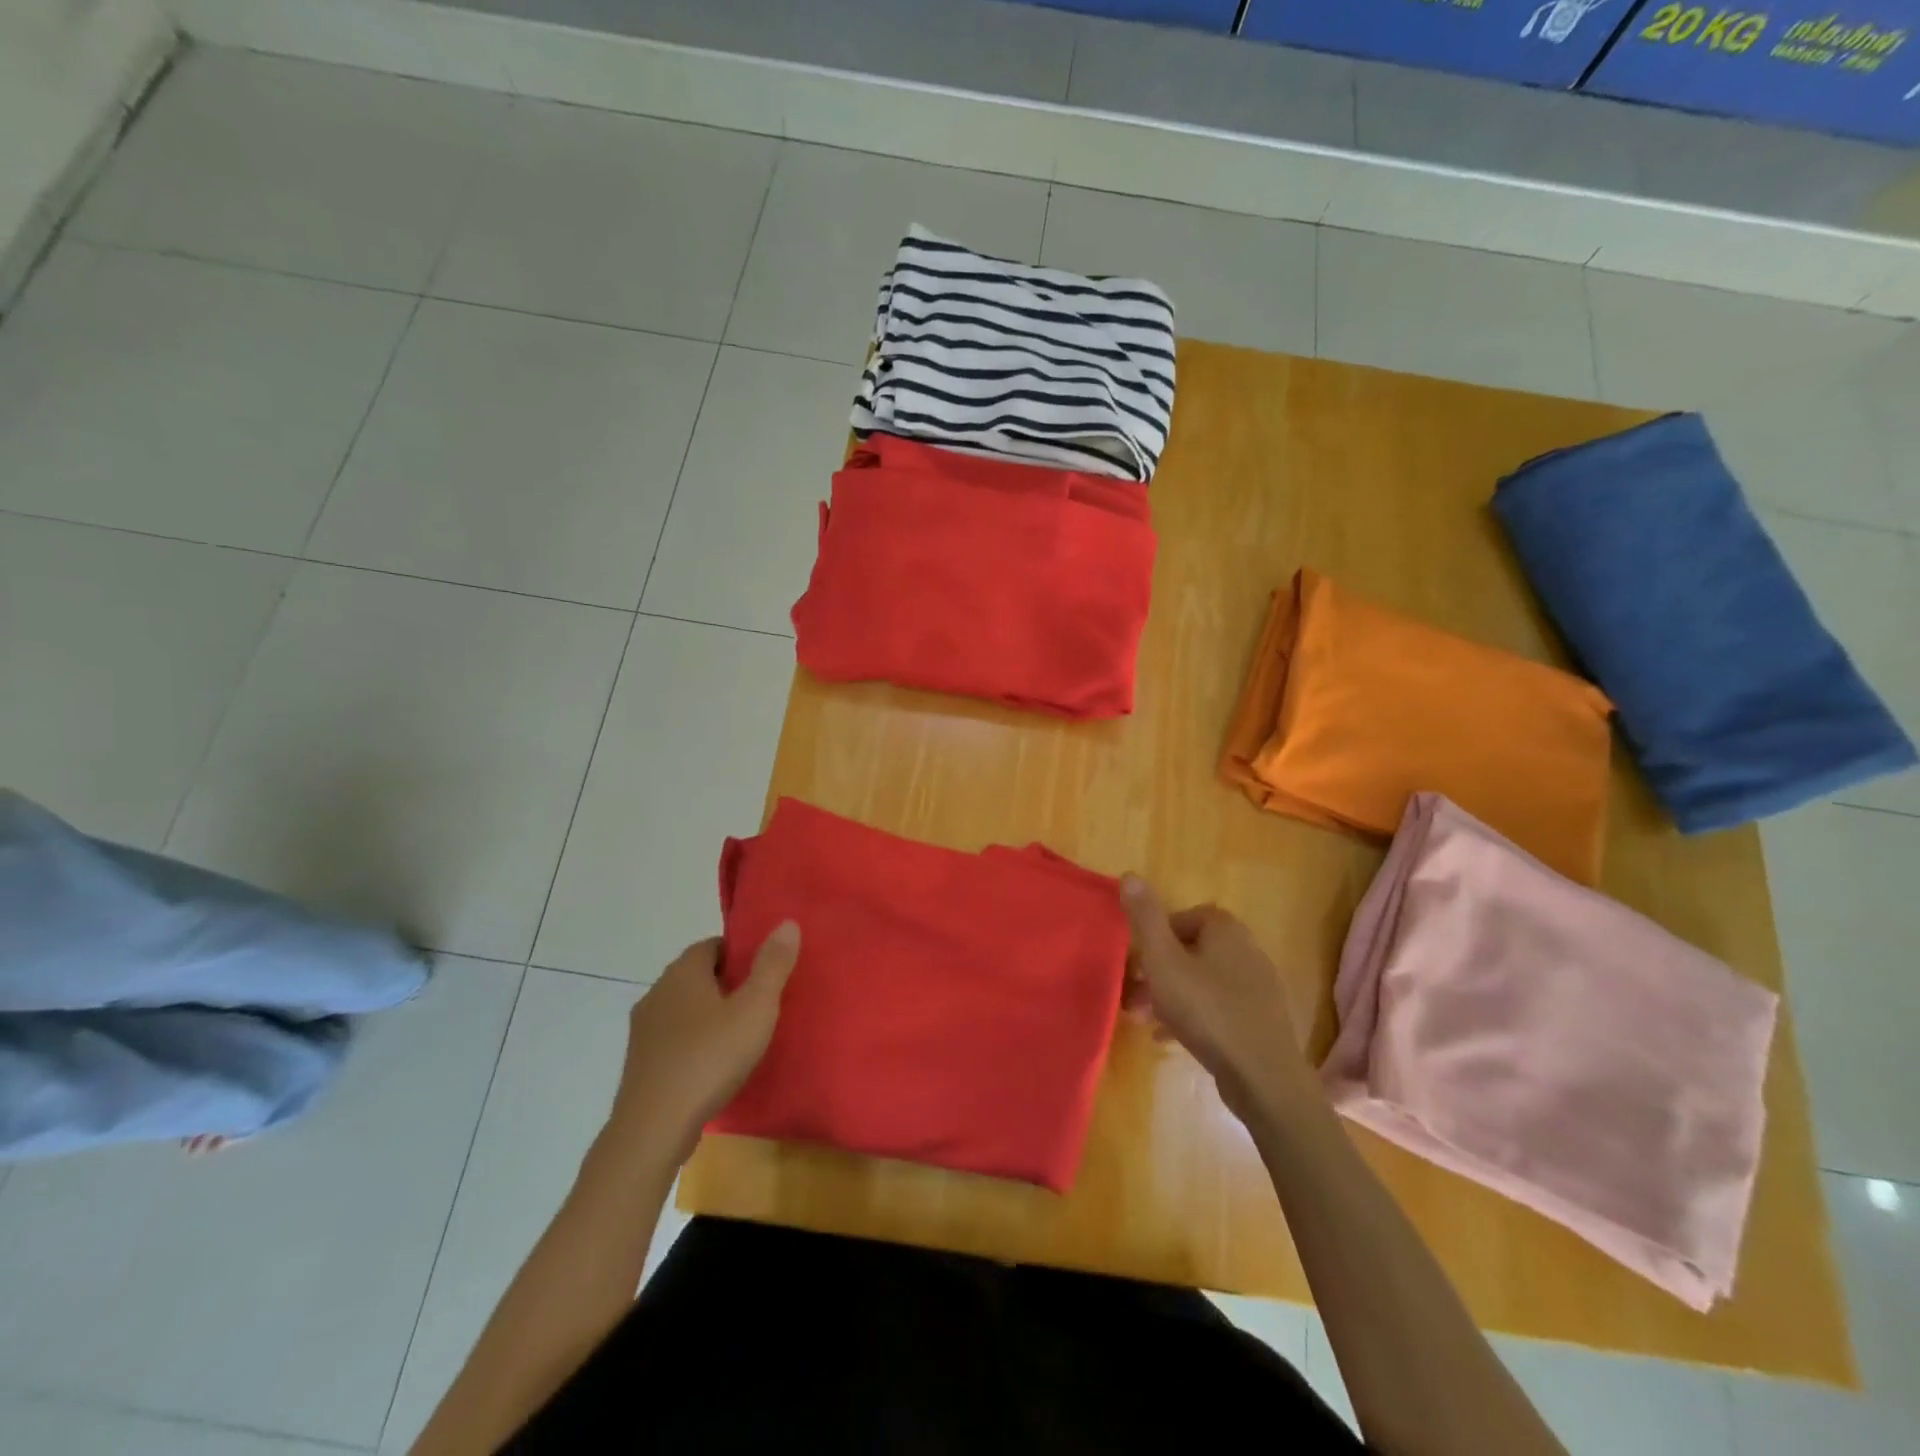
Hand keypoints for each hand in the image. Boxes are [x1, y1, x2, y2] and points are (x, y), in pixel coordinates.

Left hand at [610, 923, 800, 1151]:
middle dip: (726, 983)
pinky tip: (714, 1065)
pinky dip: (694, 1043)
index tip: (764, 970)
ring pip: (683, 1009)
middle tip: (760, 1001)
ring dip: (709, 1015)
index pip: (712, 945)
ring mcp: (643, 1031)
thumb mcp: (755, 1008)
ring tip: (741, 1034)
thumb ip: (772, 965)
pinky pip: (673, 1040)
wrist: (653, 1129)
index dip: (739, 953)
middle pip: (696, 976)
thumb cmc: (710, 1058)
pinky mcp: (640, 1064)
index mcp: (683, 973)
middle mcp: (657, 993)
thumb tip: (787, 922)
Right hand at [1120, 876, 1308, 1120]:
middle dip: (1158, 970)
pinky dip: (1192, 1016)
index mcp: (1226, 929)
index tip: (1136, 961)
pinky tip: (1169, 1038)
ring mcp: (1258, 987)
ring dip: (1170, 994)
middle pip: (1191, 951)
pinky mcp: (1261, 1020)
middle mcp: (1247, 950)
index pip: (1184, 917)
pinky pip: (1218, 1007)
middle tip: (1132, 994)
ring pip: (1202, 981)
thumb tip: (1130, 875)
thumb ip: (1145, 918)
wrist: (1263, 1077)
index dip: (1155, 936)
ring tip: (1143, 1018)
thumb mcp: (1163, 961)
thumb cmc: (1207, 1010)